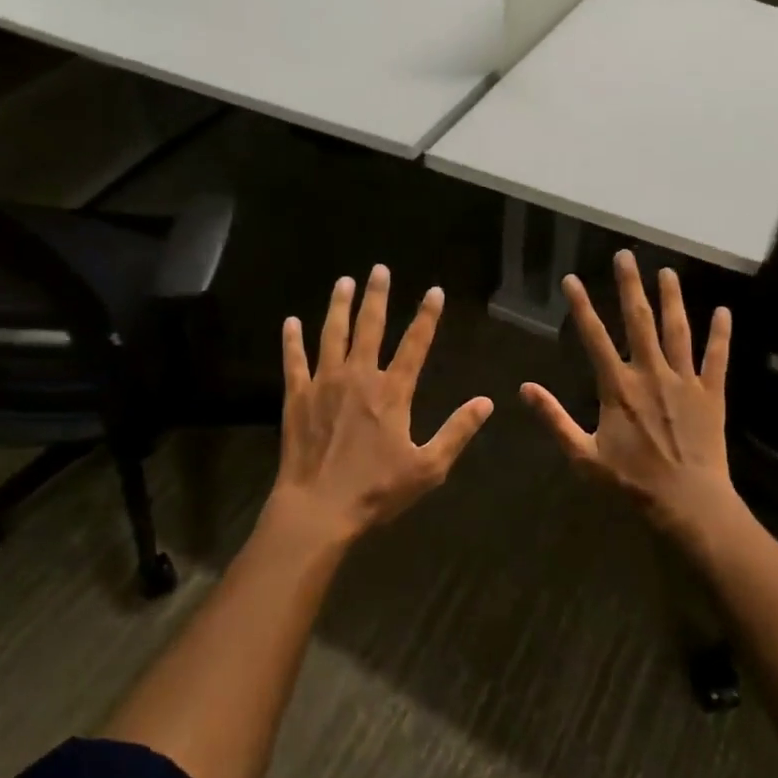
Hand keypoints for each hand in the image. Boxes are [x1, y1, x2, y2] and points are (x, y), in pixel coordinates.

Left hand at [270, 265, 493, 546]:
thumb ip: (457, 431)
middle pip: (370, 326)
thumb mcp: (428, 467)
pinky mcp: (297, 396)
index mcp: (392, 392)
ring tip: (343, 281)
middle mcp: (359, 376)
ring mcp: (324, 383)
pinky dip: (292, 340)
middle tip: (379, 269)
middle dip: (377, 296)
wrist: (318, 508)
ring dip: (339, 306)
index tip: (434, 291)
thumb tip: (486, 402)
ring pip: (332, 334)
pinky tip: (291, 322)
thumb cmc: (376, 490)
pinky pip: (294, 360)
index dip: (427, 316)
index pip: (415, 344)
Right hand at [521, 250, 737, 543]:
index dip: (581, 306)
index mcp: (618, 386)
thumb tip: (524, 388)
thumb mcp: (583, 455)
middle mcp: (651, 373)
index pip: (594, 337)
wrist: (688, 503)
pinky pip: (717, 358)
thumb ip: (554, 418)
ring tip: (667, 271)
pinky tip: (724, 311)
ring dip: (672, 299)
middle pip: (639, 321)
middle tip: (626, 255)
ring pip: (677, 330)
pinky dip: (721, 334)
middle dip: (630, 286)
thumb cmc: (632, 481)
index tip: (571, 279)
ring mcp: (684, 381)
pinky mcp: (712, 394)